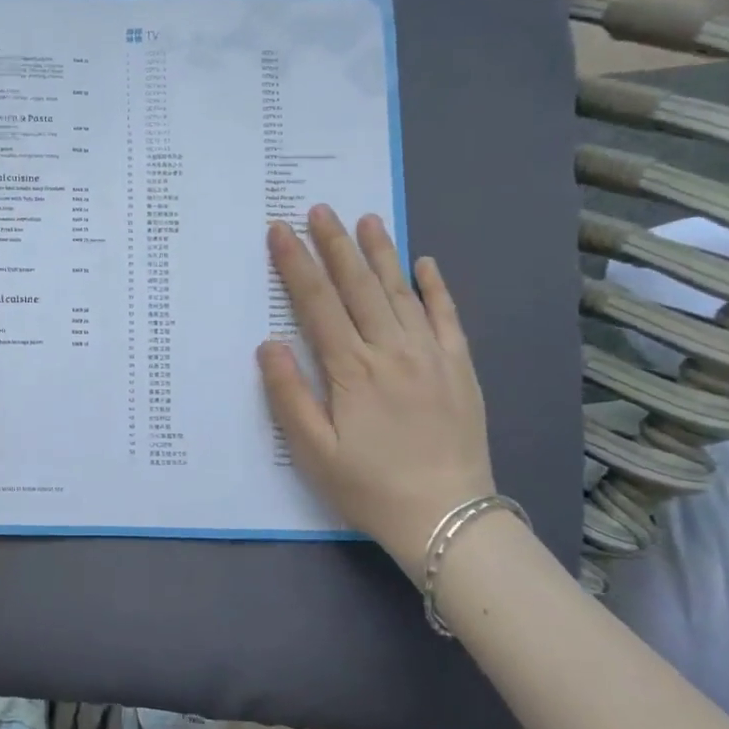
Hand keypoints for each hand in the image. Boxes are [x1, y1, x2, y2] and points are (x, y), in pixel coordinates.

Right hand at [258, 207, 494, 577]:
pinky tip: (425, 263)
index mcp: (351, 370)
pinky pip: (447, 318)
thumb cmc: (369, 486)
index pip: (317, 302)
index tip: (280, 230)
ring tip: (365, 220)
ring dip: (380, 253)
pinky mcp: (459, 368)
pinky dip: (436, 288)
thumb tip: (269, 344)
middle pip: (358, 286)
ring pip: (400, 292)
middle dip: (334, 244)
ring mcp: (430, 356)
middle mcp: (391, 351)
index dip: (296, 263)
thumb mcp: (314, 451)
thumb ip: (289, 395)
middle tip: (319, 209)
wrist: (449, 519)